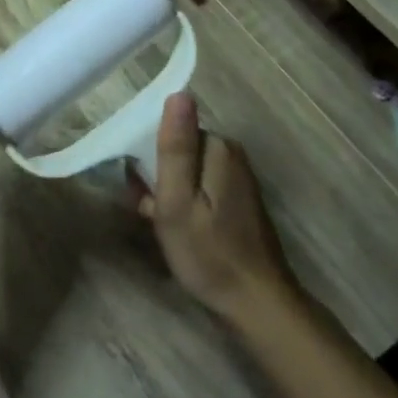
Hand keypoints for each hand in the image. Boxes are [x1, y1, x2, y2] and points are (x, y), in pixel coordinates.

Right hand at [138, 93, 296, 324]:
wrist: (257, 305)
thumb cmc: (209, 253)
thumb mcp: (177, 201)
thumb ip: (175, 147)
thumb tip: (178, 92)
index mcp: (218, 148)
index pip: (172, 130)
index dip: (149, 157)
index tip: (140, 188)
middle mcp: (232, 154)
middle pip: (180, 149)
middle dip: (158, 175)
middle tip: (149, 212)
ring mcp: (238, 178)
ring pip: (188, 171)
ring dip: (169, 192)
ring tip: (161, 225)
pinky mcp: (239, 200)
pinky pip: (201, 188)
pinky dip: (185, 204)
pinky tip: (179, 230)